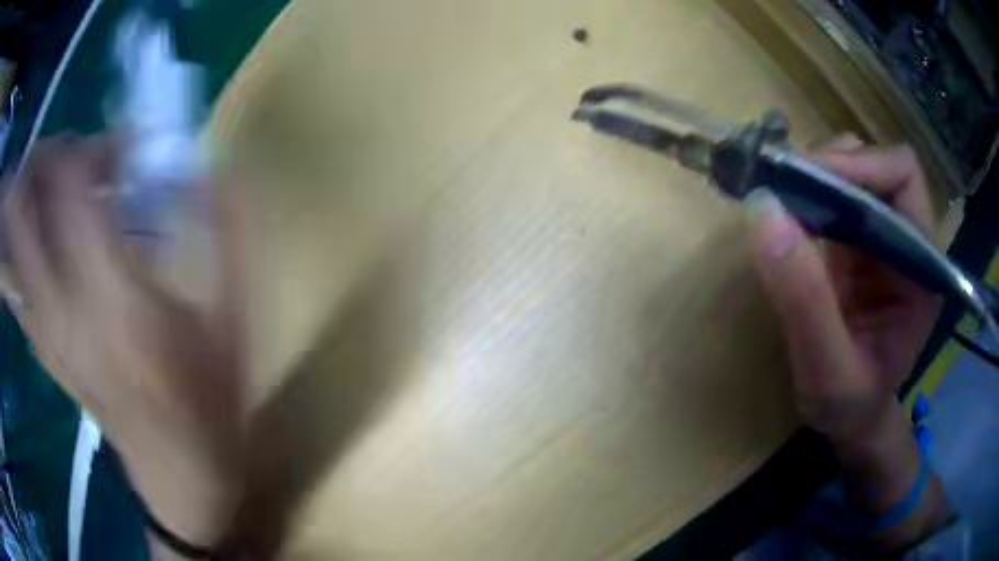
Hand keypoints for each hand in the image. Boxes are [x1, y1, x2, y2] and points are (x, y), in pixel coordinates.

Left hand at [1, 136, 243, 548]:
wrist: (178, 473)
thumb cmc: (207, 400)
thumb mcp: (228, 317)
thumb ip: (216, 232)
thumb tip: (202, 165)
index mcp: (114, 297)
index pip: (70, 187)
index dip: (90, 145)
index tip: (121, 149)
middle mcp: (64, 307)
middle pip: (23, 205)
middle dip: (40, 159)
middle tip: (70, 152)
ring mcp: (45, 330)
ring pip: (10, 240)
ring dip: (23, 193)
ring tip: (51, 182)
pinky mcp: (41, 345)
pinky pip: (13, 277)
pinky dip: (17, 241)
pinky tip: (40, 234)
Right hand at [746, 136, 938, 442]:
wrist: (852, 421)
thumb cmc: (851, 407)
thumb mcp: (827, 371)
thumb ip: (804, 300)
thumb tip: (762, 209)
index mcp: (920, 266)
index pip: (902, 177)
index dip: (860, 166)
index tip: (808, 181)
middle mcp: (906, 240)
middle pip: (875, 164)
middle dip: (830, 165)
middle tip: (783, 187)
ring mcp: (881, 239)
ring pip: (853, 172)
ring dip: (816, 175)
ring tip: (781, 200)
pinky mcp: (857, 244)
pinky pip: (833, 197)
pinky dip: (806, 194)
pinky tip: (784, 214)